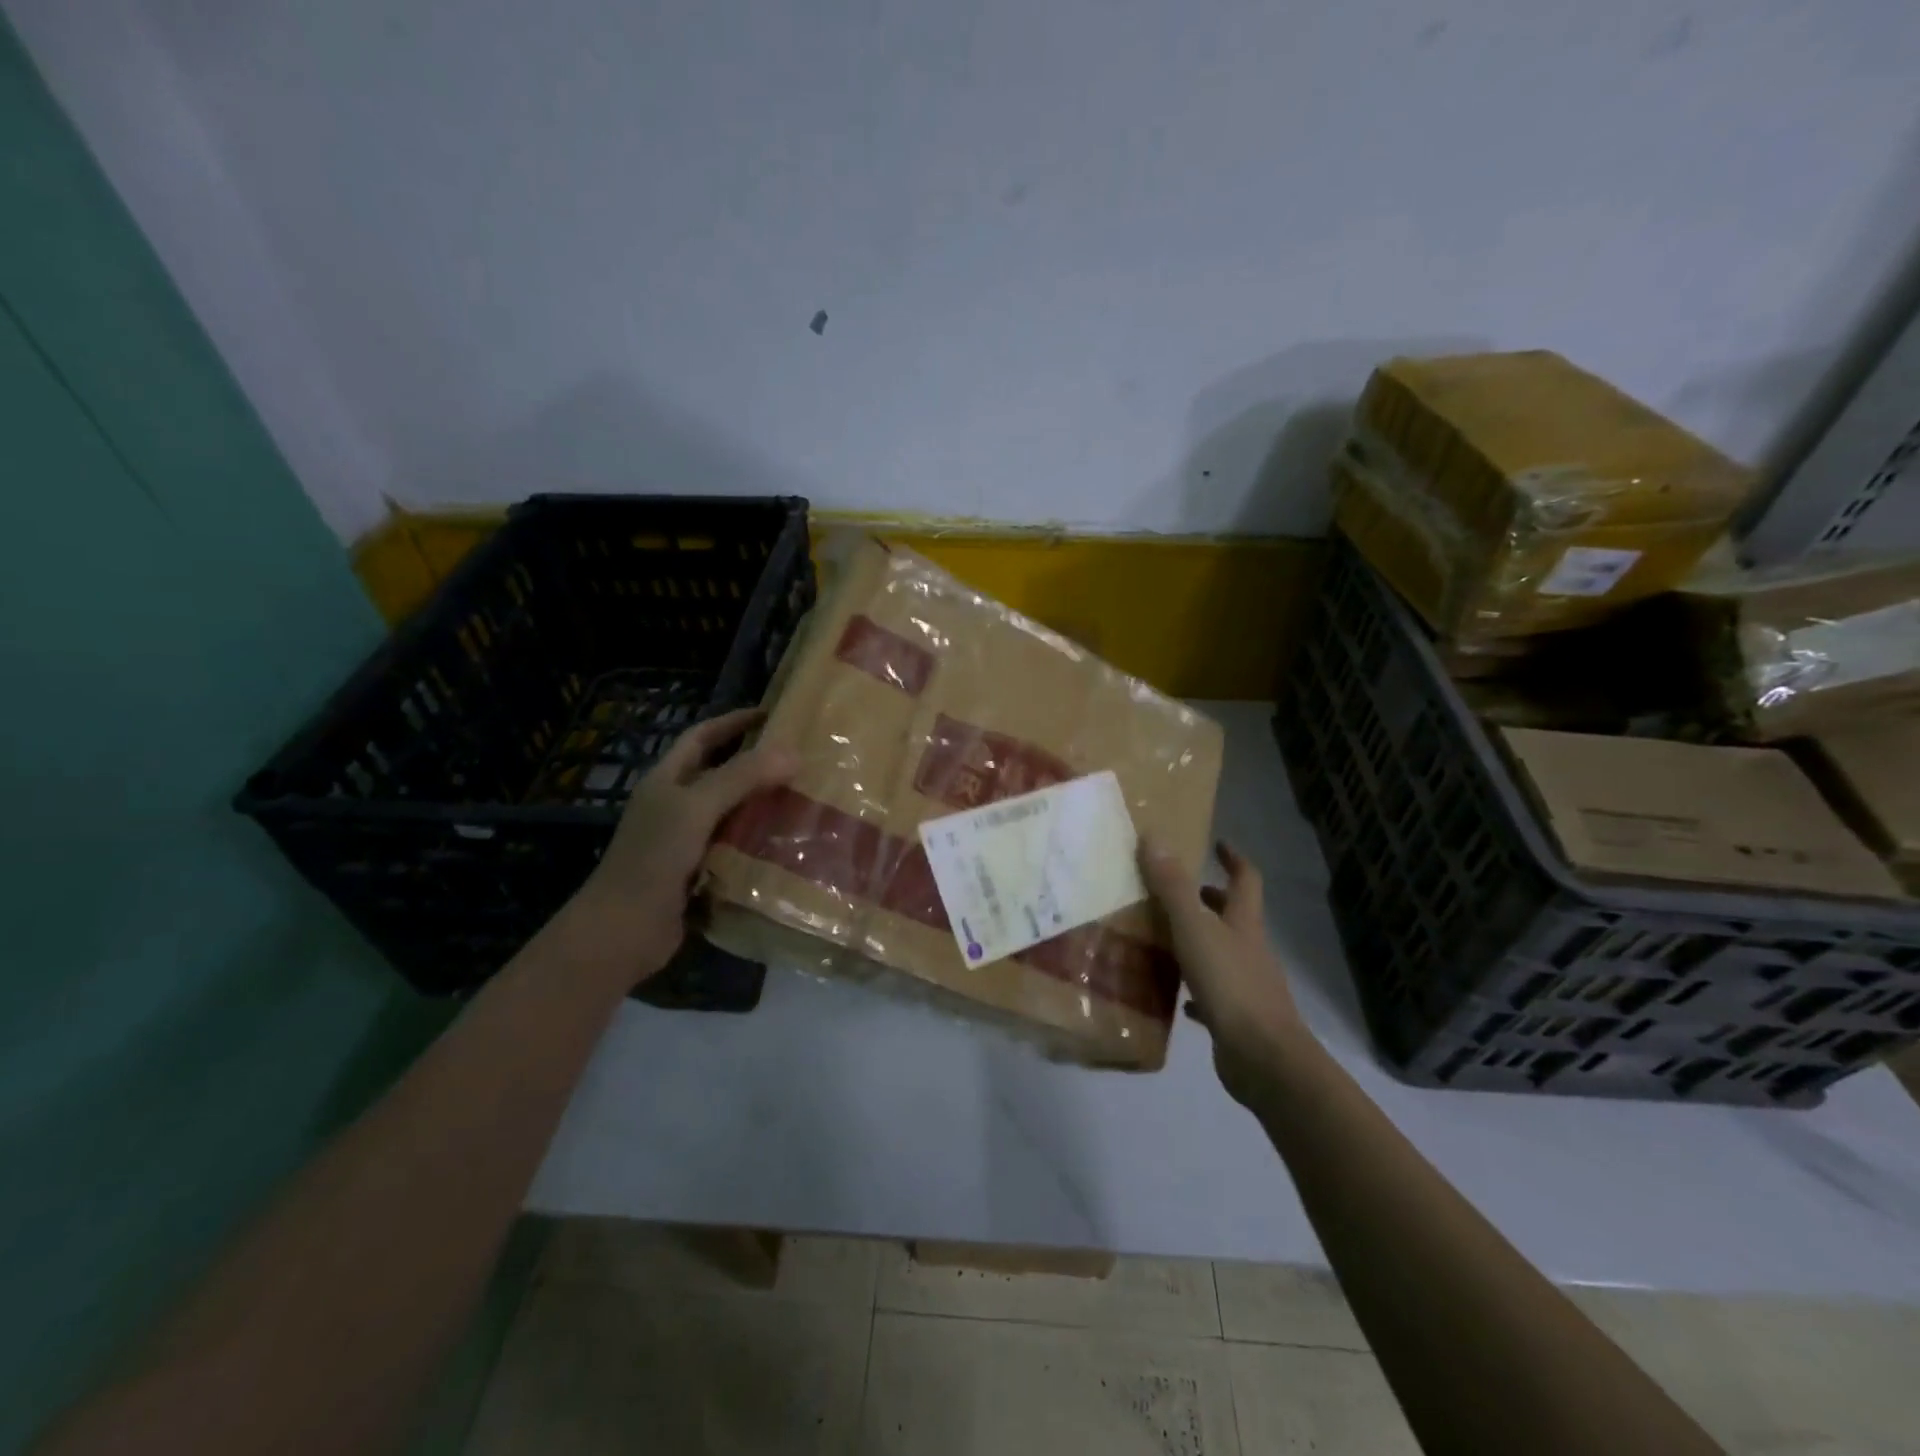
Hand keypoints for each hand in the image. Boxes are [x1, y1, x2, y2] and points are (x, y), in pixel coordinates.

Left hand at [559, 708, 797, 987]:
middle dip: (757, 764)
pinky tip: (788, 842)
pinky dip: (759, 841)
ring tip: (805, 798)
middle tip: (800, 760)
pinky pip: (735, 847)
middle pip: (720, 773)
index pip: (702, 737)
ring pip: (731, 812)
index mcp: (667, 780)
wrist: (624, 929)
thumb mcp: (697, 807)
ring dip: (762, 804)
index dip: (733, 722)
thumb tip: (793, 752)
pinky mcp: (699, 871)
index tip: (773, 715)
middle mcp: (675, 805)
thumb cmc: (654, 858)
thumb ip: (742, 777)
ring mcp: (686, 840)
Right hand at [1139, 839, 1310, 1105]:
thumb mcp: (1194, 929)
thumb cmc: (1230, 985)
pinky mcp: (1237, 1018)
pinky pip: (1213, 995)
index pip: (1246, 880)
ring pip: (1222, 953)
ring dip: (1199, 942)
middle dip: (1211, 899)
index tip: (1218, 844)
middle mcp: (1250, 949)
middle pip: (1234, 916)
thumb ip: (1173, 886)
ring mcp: (1247, 985)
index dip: (1234, 859)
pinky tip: (1174, 996)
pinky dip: (1195, 989)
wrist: (1263, 1058)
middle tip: (1180, 891)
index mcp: (1244, 923)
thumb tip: (1154, 838)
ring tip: (1164, 938)